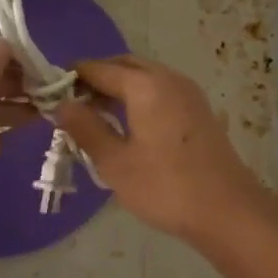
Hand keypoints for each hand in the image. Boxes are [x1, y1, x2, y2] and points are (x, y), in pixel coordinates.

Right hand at [53, 54, 267, 241]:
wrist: (228, 211)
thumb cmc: (166, 187)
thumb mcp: (114, 162)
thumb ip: (85, 128)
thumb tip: (61, 104)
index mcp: (145, 85)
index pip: (98, 68)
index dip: (71, 78)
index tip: (49, 94)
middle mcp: (168, 78)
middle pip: (123, 65)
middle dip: (95, 79)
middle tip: (72, 106)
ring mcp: (188, 93)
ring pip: (144, 77)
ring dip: (117, 88)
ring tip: (94, 118)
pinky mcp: (198, 110)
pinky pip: (159, 91)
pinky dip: (137, 98)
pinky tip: (126, 126)